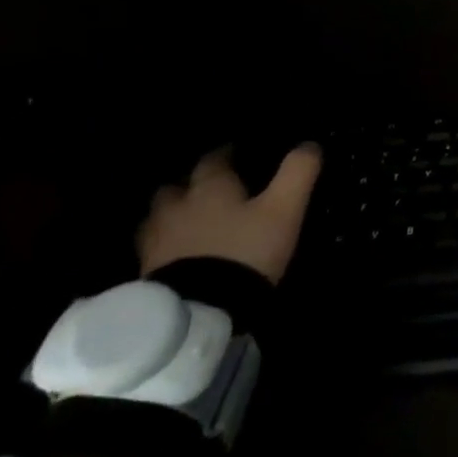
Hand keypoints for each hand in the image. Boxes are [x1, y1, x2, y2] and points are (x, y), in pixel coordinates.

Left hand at [137, 144, 321, 284]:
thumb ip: (297, 173)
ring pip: (157, 217)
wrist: (199, 312)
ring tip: (189, 225)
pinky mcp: (146, 274)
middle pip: (176, 187)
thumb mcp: (284, 210)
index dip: (226, 154)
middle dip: (190, 185)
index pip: (214, 159)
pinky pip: (152, 250)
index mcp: (210, 187)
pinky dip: (164, 247)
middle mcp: (176, 207)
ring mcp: (156, 242)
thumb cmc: (245, 251)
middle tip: (209, 192)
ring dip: (171, 216)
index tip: (237, 154)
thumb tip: (310, 144)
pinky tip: (178, 256)